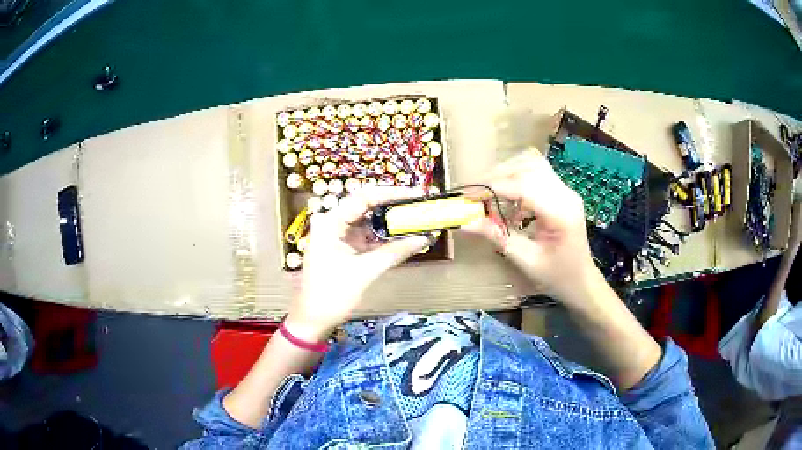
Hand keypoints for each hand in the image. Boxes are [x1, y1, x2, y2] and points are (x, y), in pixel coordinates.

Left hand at [285, 187, 430, 341]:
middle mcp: (333, 223)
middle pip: (367, 207)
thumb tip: (424, 238)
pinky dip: (385, 238)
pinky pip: (368, 236)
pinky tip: (405, 237)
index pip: (363, 197)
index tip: (416, 194)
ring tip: (417, 220)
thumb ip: (395, 252)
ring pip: (369, 222)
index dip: (391, 193)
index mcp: (330, 223)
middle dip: (394, 207)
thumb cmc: (332, 296)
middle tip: (420, 206)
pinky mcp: (344, 248)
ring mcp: (338, 236)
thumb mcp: (365, 272)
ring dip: (392, 223)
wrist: (313, 320)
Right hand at [464, 151, 600, 301]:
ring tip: (491, 193)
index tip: (469, 196)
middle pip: (529, 167)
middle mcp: (566, 195)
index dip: (493, 188)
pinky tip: (510, 200)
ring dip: (509, 173)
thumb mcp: (525, 261)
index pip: (524, 187)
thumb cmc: (556, 277)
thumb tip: (465, 223)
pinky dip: (519, 179)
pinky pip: (538, 174)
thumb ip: (497, 237)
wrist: (582, 282)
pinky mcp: (563, 193)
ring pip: (533, 164)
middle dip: (499, 176)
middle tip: (477, 194)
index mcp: (561, 213)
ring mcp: (566, 191)